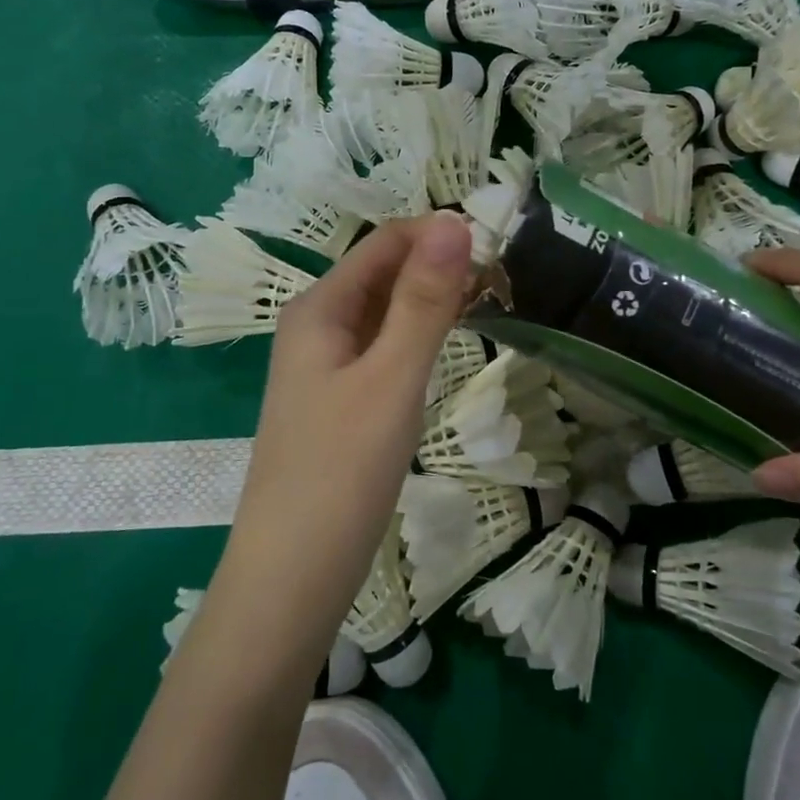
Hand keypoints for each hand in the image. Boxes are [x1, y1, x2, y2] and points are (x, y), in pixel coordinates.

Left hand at [212, 213, 472, 670]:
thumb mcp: (391, 379)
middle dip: (441, 263)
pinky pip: (385, 346)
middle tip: (507, 274)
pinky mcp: (342, 399)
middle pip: (385, 272)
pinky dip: (421, 333)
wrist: (292, 578)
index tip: (501, 242)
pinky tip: (452, 341)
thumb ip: (424, 301)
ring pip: (387, 310)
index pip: (386, 241)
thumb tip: (455, 222)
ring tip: (494, 298)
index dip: (440, 232)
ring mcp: (328, 365)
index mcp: (320, 307)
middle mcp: (318, 325)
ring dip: (434, 297)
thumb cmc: (340, 472)